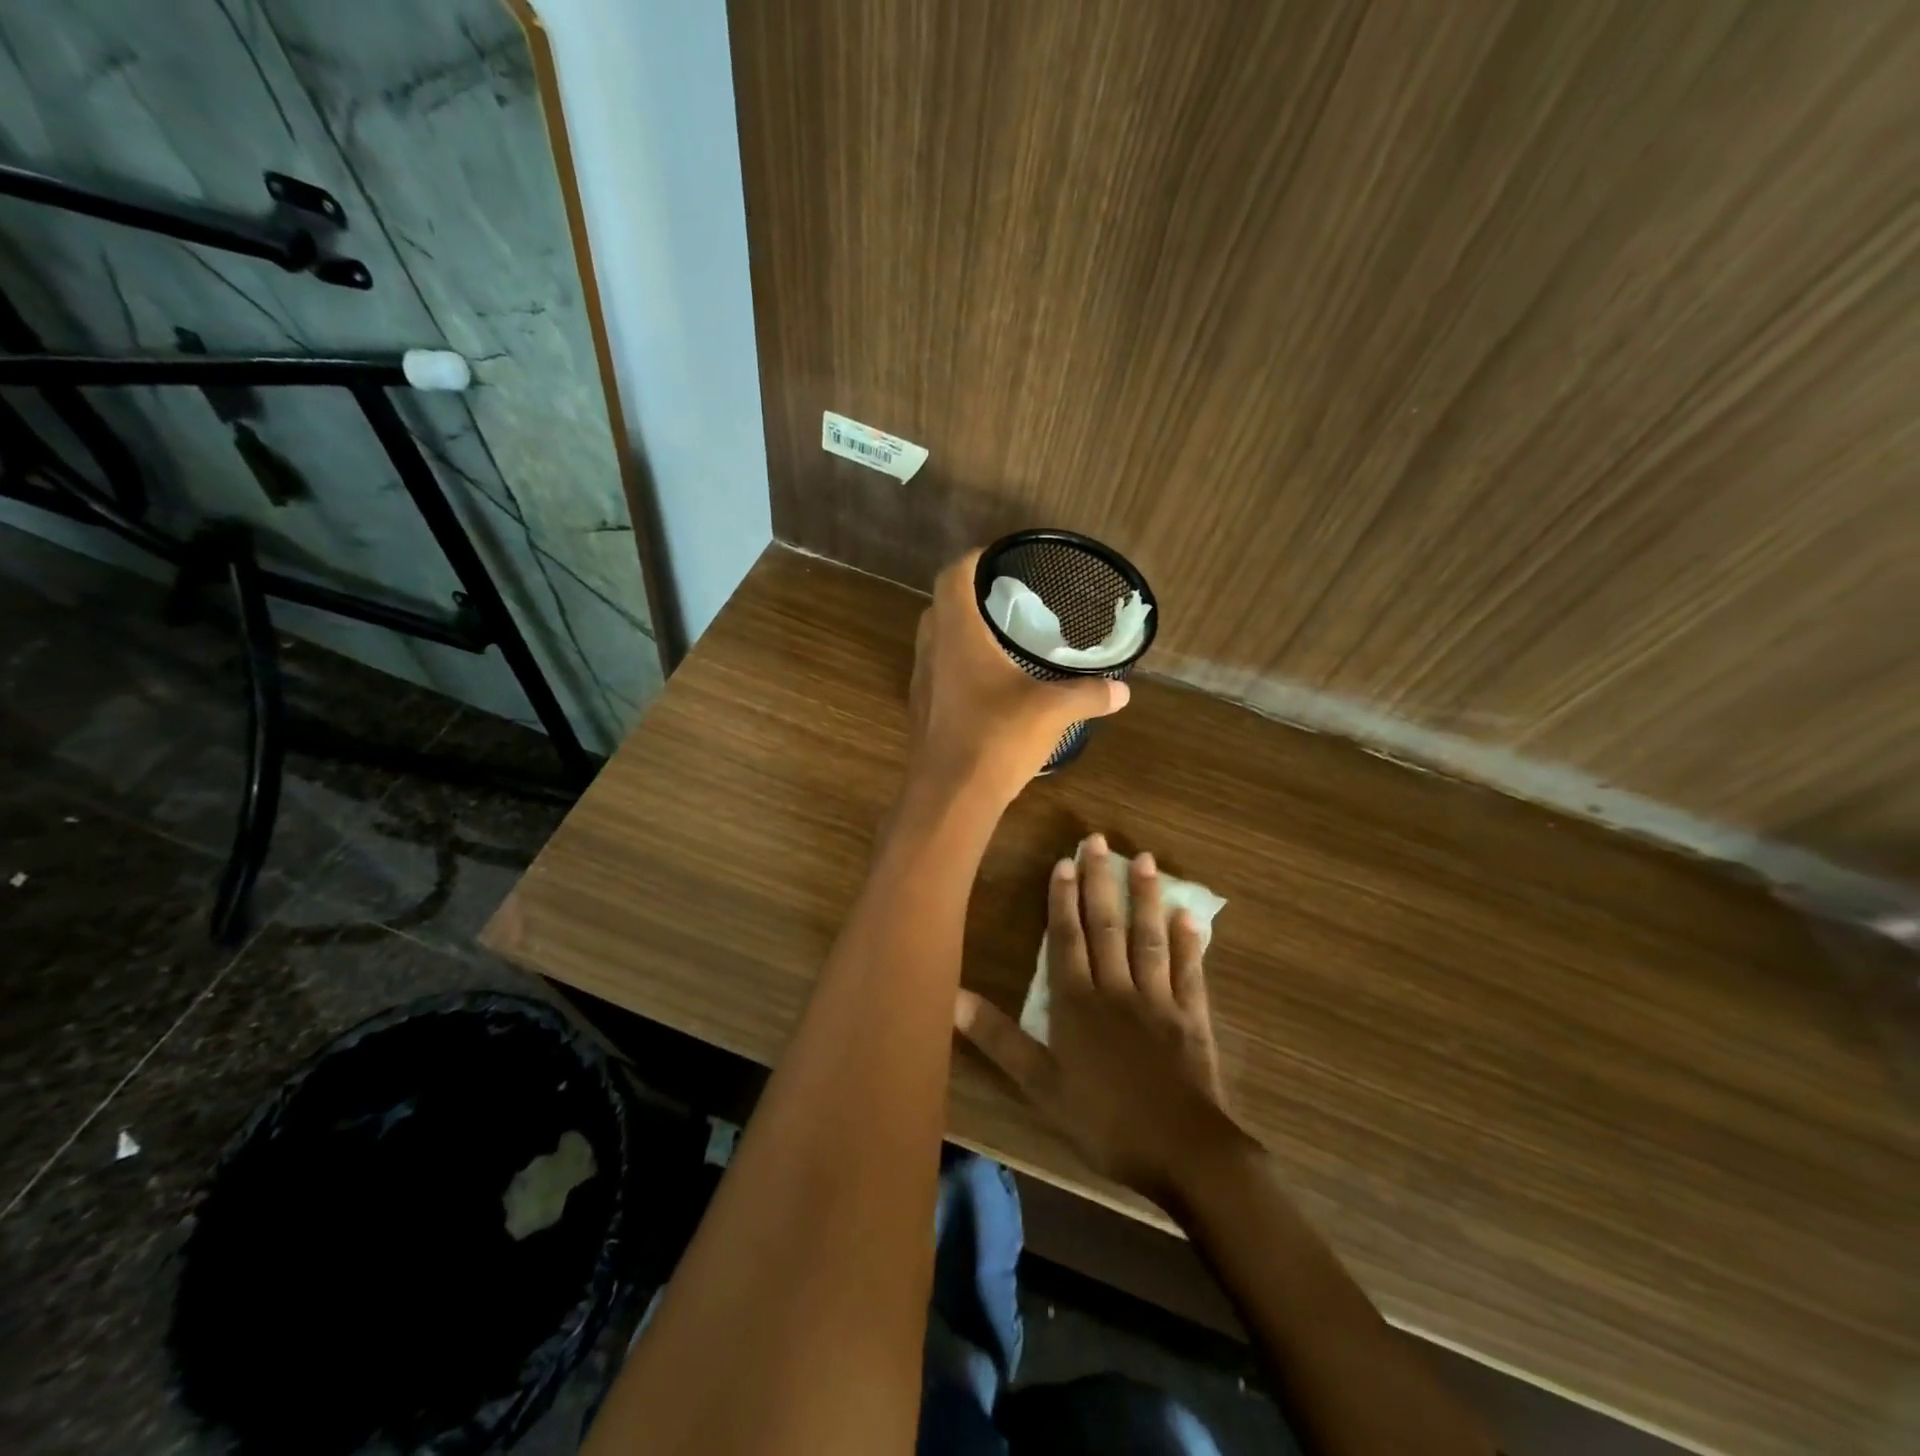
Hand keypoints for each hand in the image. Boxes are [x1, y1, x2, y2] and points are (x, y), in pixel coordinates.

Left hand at [905, 551, 1128, 807]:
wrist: (949, 798)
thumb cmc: (997, 738)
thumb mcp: (1053, 711)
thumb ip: (1088, 695)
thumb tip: (1122, 691)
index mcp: (957, 635)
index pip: (953, 577)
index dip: (973, 560)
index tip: (998, 559)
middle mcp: (932, 652)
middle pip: (941, 607)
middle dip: (969, 598)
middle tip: (1005, 602)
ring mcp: (922, 684)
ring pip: (935, 643)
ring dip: (960, 634)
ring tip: (999, 642)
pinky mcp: (922, 713)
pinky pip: (937, 675)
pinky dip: (958, 668)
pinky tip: (987, 687)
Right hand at [954, 835, 1243, 1205]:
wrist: (1182, 1152)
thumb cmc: (1103, 1120)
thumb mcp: (1040, 1086)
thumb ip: (999, 1038)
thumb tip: (952, 999)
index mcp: (1077, 1003)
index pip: (1067, 939)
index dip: (1063, 899)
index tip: (1064, 862)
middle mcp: (1117, 989)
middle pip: (1106, 926)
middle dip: (1100, 882)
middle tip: (1099, 840)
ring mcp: (1158, 999)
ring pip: (1148, 937)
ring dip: (1145, 897)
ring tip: (1144, 859)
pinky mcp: (1192, 1016)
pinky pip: (1189, 969)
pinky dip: (1190, 941)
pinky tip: (1191, 913)